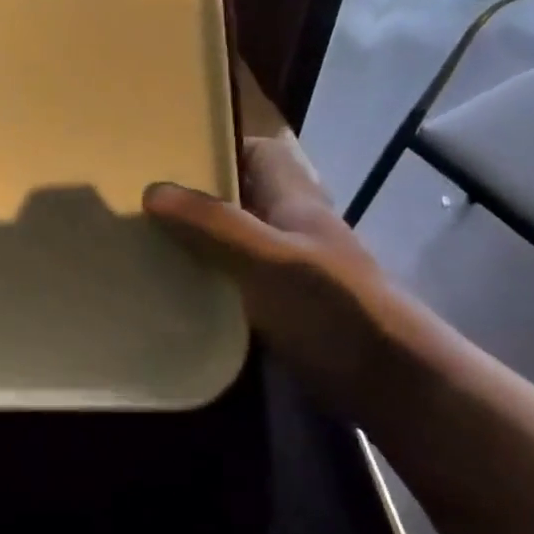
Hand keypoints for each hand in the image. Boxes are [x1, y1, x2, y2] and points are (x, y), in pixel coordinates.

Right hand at [144, 136, 426, 418]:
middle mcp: (291, 229)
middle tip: (141, 204)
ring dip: (195, 242)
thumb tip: (152, 190)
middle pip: (239, 198)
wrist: (391, 386)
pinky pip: (233, 282)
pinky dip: (206, 281)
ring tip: (144, 245)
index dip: (219, 147)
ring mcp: (287, 271)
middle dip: (194, 198)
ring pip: (233, 241)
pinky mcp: (281, 309)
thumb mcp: (268, 259)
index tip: (169, 158)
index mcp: (295, 202)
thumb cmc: (333, 308)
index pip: (259, 153)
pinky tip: (172, 292)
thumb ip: (213, 224)